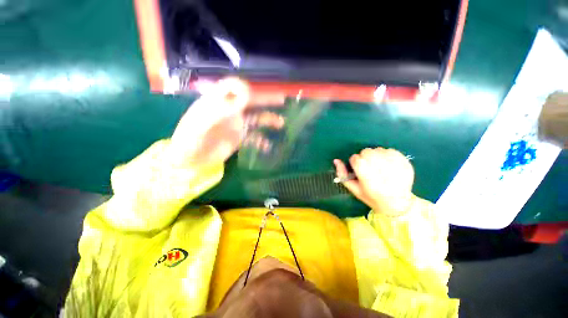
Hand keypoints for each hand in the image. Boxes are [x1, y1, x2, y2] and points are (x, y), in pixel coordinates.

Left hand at [169, 78, 284, 166]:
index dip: (243, 87)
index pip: (232, 87)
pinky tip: (267, 146)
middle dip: (265, 99)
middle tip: (282, 99)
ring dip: (269, 120)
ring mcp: (236, 125)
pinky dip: (262, 141)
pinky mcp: (240, 139)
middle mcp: (230, 111)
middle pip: (250, 102)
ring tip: (281, 123)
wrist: (191, 159)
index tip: (252, 94)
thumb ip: (222, 109)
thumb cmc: (190, 139)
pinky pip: (254, 137)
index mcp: (217, 102)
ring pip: (256, 119)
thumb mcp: (201, 122)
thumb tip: (244, 97)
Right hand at [334, 148, 413, 215]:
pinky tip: (389, 165)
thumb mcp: (354, 188)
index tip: (359, 169)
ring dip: (375, 156)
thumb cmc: (372, 197)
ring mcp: (395, 164)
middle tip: (369, 168)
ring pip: (377, 149)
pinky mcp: (404, 161)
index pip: (355, 158)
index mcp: (367, 177)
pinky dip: (386, 155)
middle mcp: (380, 168)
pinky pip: (390, 150)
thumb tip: (336, 160)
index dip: (355, 163)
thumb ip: (342, 174)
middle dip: (364, 158)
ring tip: (380, 167)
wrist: (398, 204)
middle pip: (366, 152)